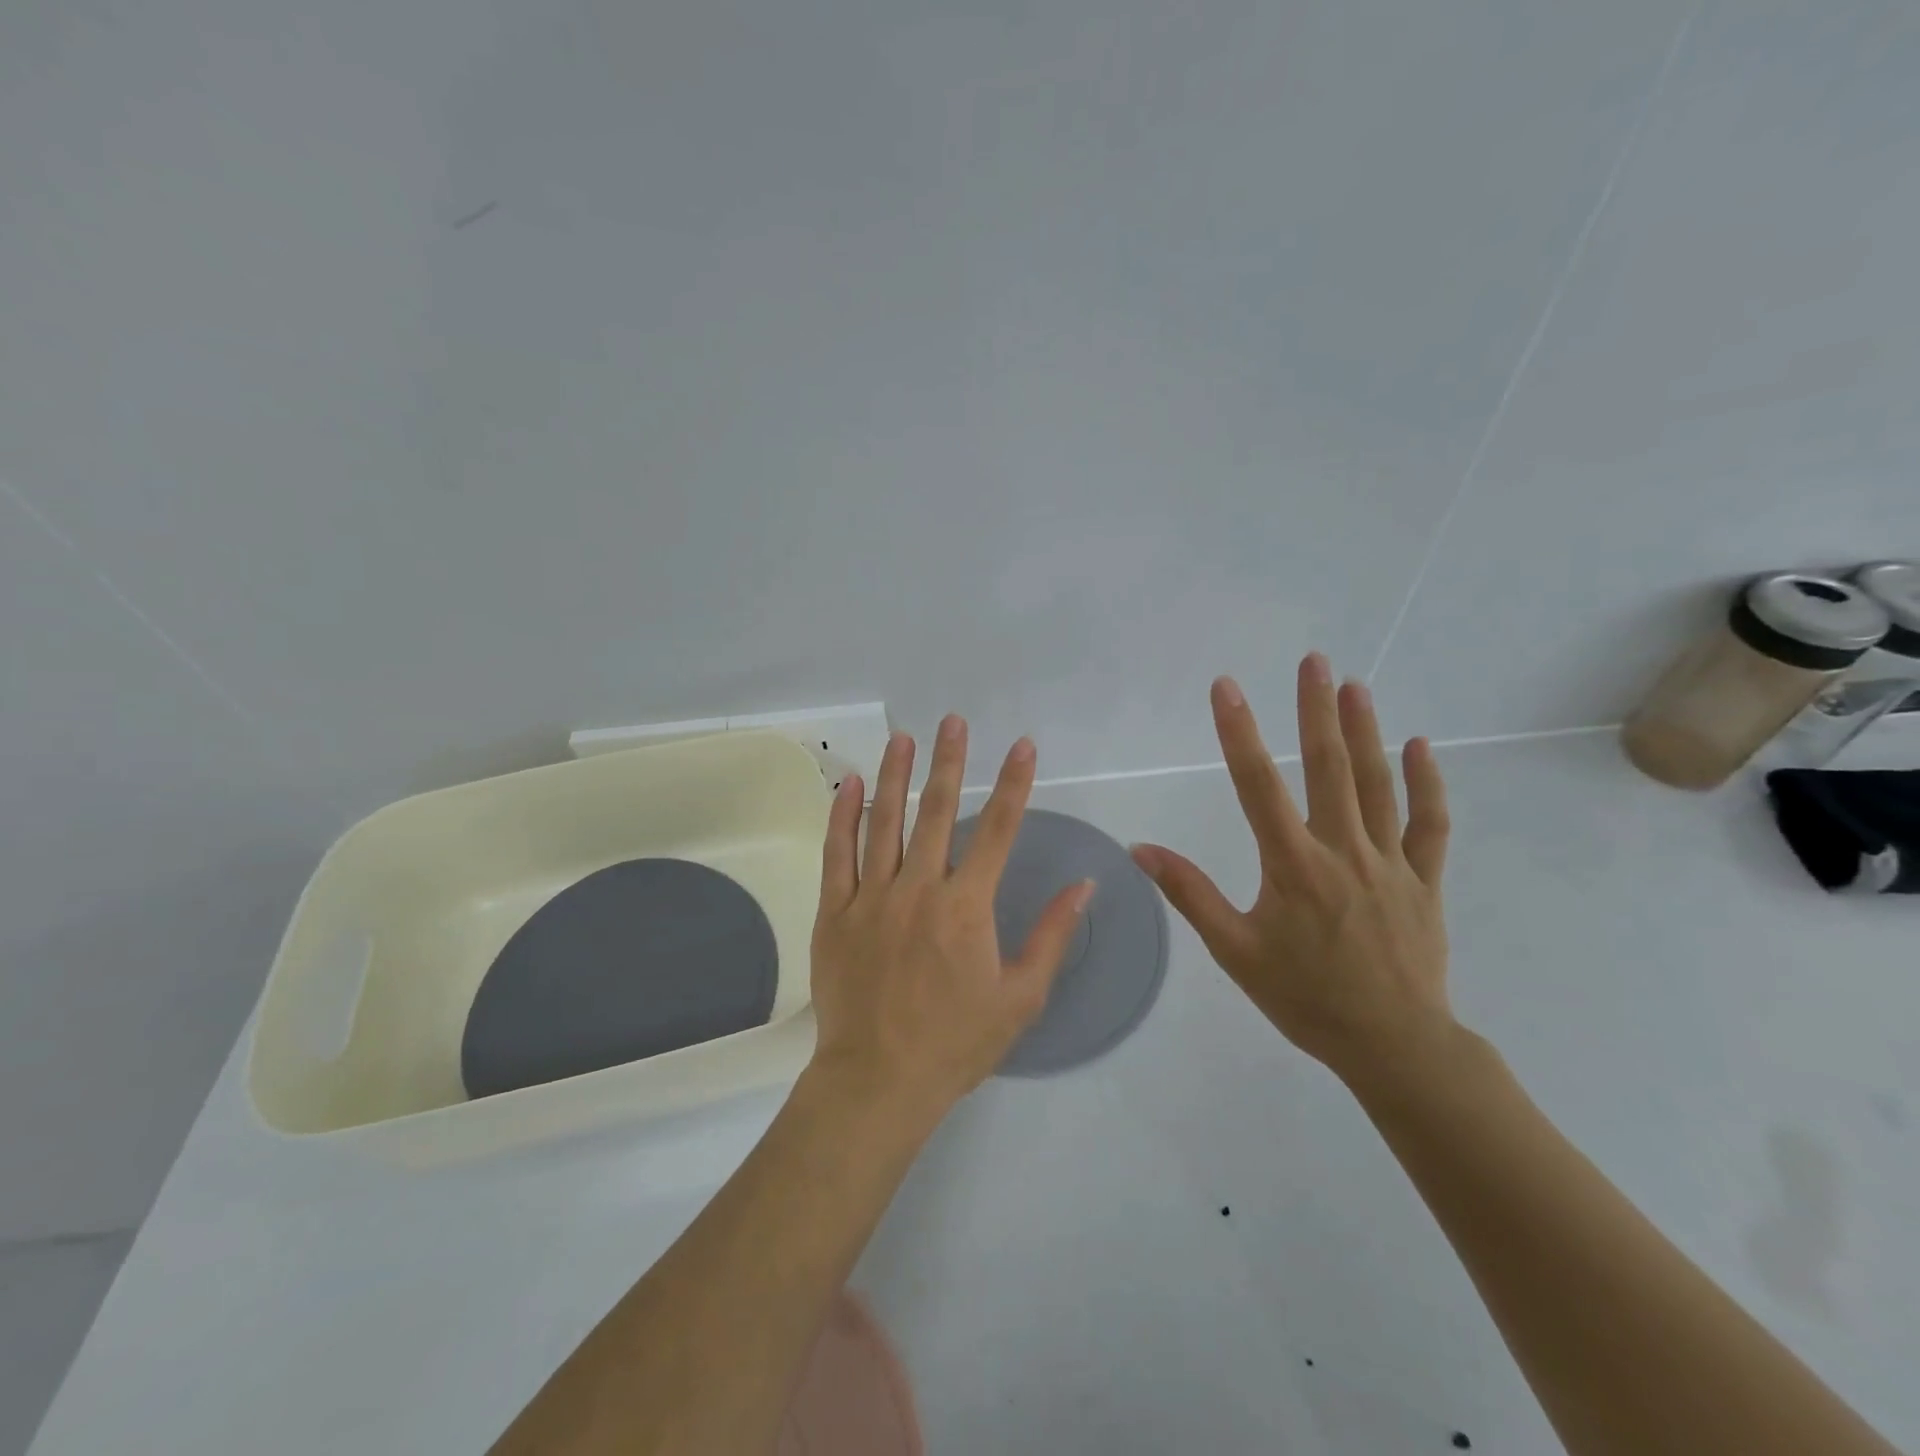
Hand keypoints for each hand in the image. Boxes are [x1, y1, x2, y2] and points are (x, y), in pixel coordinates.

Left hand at [807, 715, 1094, 1126]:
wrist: (878, 1081)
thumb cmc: (956, 1043)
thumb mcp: (1020, 997)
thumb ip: (1051, 936)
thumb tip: (1084, 886)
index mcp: (966, 907)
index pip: (1000, 830)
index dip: (1015, 784)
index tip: (1022, 746)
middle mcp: (919, 889)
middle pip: (938, 812)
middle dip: (950, 762)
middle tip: (953, 721)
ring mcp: (871, 897)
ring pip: (884, 822)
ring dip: (895, 776)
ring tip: (903, 737)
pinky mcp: (834, 912)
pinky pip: (836, 853)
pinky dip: (842, 816)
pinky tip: (848, 785)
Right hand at [1131, 654, 1454, 1084]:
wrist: (1393, 1045)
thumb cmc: (1304, 997)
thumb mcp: (1234, 951)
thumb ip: (1189, 894)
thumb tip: (1142, 849)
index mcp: (1293, 865)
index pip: (1258, 785)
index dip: (1240, 732)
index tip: (1227, 687)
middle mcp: (1343, 851)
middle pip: (1329, 768)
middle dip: (1316, 710)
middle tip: (1313, 660)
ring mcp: (1390, 863)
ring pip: (1378, 786)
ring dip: (1366, 731)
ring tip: (1354, 685)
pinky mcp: (1424, 881)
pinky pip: (1429, 825)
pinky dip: (1426, 784)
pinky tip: (1419, 746)